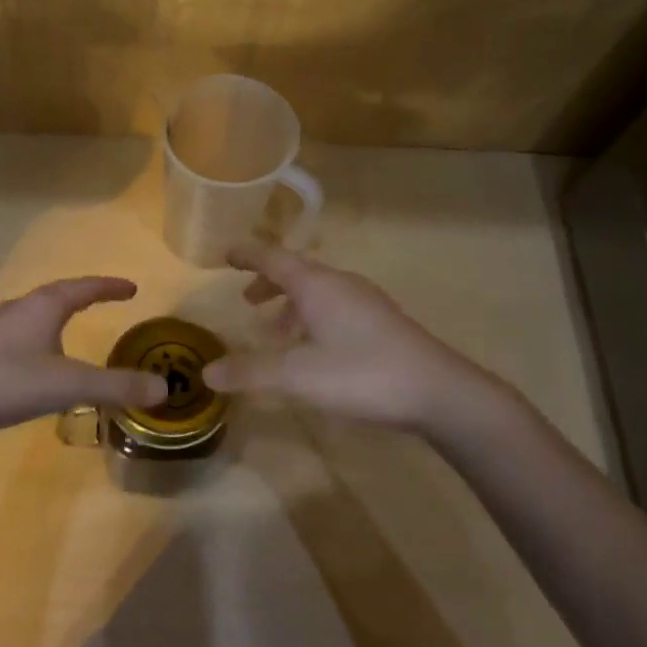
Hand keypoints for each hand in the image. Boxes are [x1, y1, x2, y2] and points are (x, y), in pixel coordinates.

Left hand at [0, 277, 167, 436]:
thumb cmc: (10, 383)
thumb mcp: (70, 385)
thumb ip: (116, 387)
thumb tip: (163, 389)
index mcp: (43, 306)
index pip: (84, 288)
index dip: (109, 287)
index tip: (132, 288)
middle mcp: (20, 308)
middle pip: (58, 294)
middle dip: (84, 295)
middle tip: (106, 299)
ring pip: (36, 311)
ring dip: (59, 312)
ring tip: (75, 322)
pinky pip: (22, 330)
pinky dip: (41, 332)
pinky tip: (39, 355)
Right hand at [201, 243, 526, 434]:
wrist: (439, 391)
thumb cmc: (362, 373)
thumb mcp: (298, 375)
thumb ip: (251, 372)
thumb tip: (208, 372)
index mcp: (317, 285)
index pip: (273, 258)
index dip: (248, 255)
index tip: (226, 254)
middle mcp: (341, 285)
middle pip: (297, 273)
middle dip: (268, 284)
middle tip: (247, 302)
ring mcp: (366, 302)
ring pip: (318, 294)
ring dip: (291, 307)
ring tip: (275, 334)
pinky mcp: (382, 323)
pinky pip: (336, 309)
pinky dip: (313, 320)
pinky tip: (313, 351)